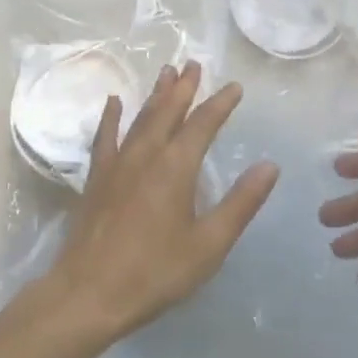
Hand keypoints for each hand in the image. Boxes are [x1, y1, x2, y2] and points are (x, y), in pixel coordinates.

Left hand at [44, 63, 278, 345]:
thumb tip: (270, 166)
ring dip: (156, 94)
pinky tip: (114, 102)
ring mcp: (117, 163)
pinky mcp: (97, 177)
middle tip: (194, 64)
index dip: (220, 103)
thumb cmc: (154, 271)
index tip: (234, 86)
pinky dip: (112, 116)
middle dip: (184, 87)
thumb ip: (241, 203)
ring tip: (166, 73)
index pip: (203, 123)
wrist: (88, 293)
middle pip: (168, 110)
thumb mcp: (208, 244)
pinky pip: (105, 136)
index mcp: (176, 166)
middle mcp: (146, 153)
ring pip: (141, 117)